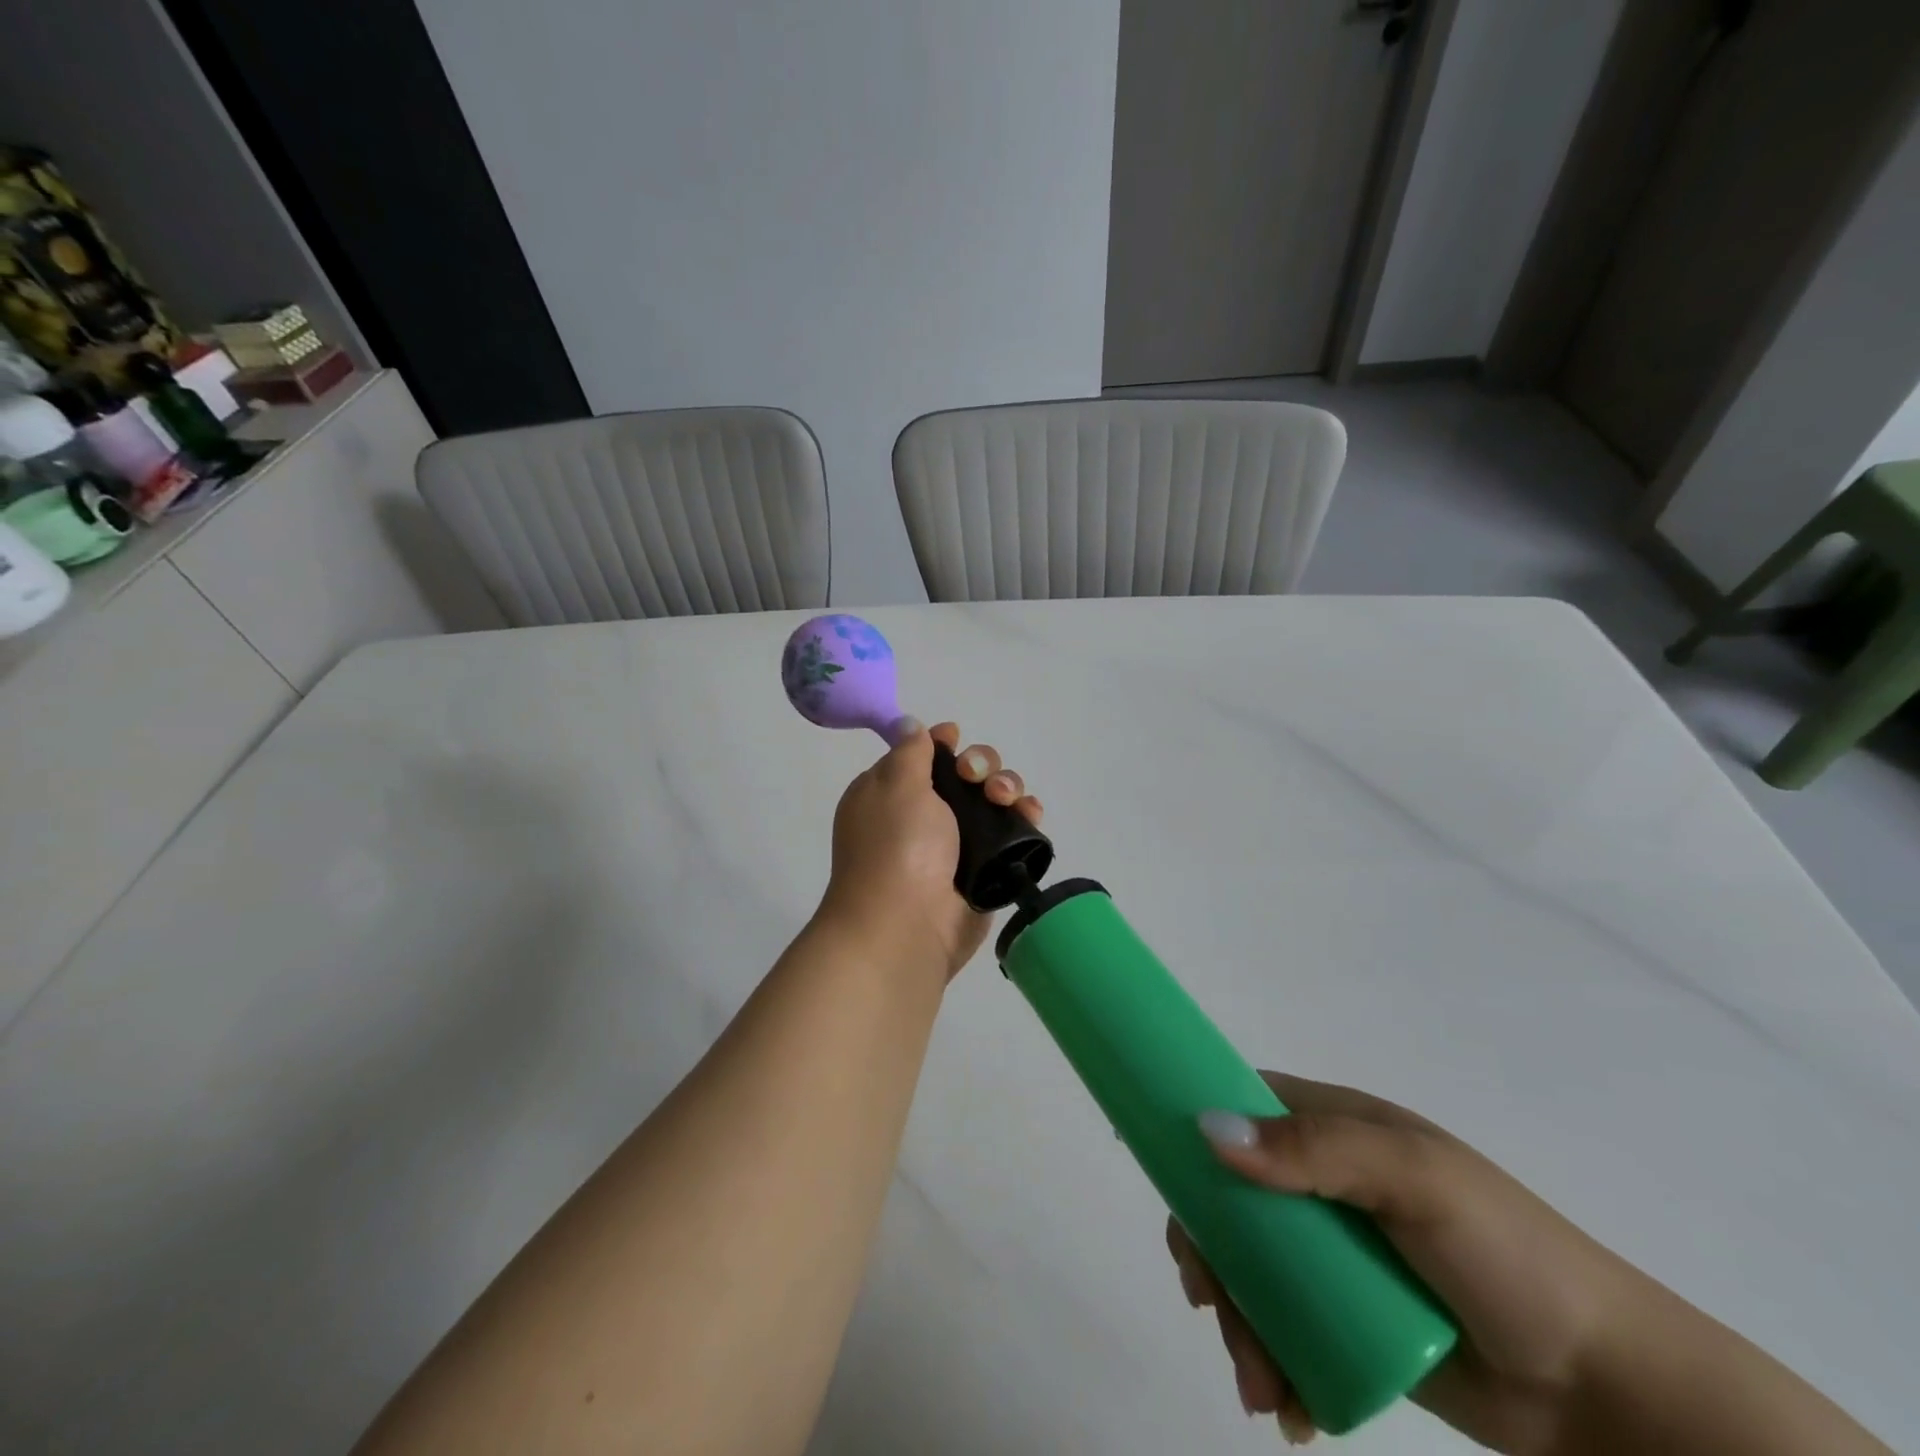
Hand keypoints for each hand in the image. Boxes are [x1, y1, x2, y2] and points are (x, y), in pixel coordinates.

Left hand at [816, 721, 1043, 980]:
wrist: (906, 926)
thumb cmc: (896, 847)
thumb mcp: (896, 785)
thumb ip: (911, 751)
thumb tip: (910, 725)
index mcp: (891, 793)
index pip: (922, 756)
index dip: (943, 744)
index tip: (954, 740)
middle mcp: (922, 816)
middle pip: (964, 774)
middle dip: (980, 765)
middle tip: (976, 778)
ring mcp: (955, 843)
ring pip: (992, 800)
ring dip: (1007, 787)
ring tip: (1007, 799)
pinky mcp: (985, 868)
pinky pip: (1010, 833)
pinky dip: (1024, 818)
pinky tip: (1030, 814)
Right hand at [1170, 1074, 1651, 1450]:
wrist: (1607, 1394)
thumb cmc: (1509, 1257)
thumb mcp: (1417, 1181)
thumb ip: (1316, 1151)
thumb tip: (1209, 1131)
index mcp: (1333, 1129)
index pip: (1239, 1105)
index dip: (1192, 1128)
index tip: (1161, 1176)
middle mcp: (1320, 1183)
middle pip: (1228, 1196)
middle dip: (1207, 1252)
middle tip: (1209, 1303)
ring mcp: (1330, 1255)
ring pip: (1245, 1267)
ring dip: (1234, 1320)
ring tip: (1258, 1384)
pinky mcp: (1341, 1320)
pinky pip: (1278, 1327)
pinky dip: (1267, 1361)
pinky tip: (1284, 1407)